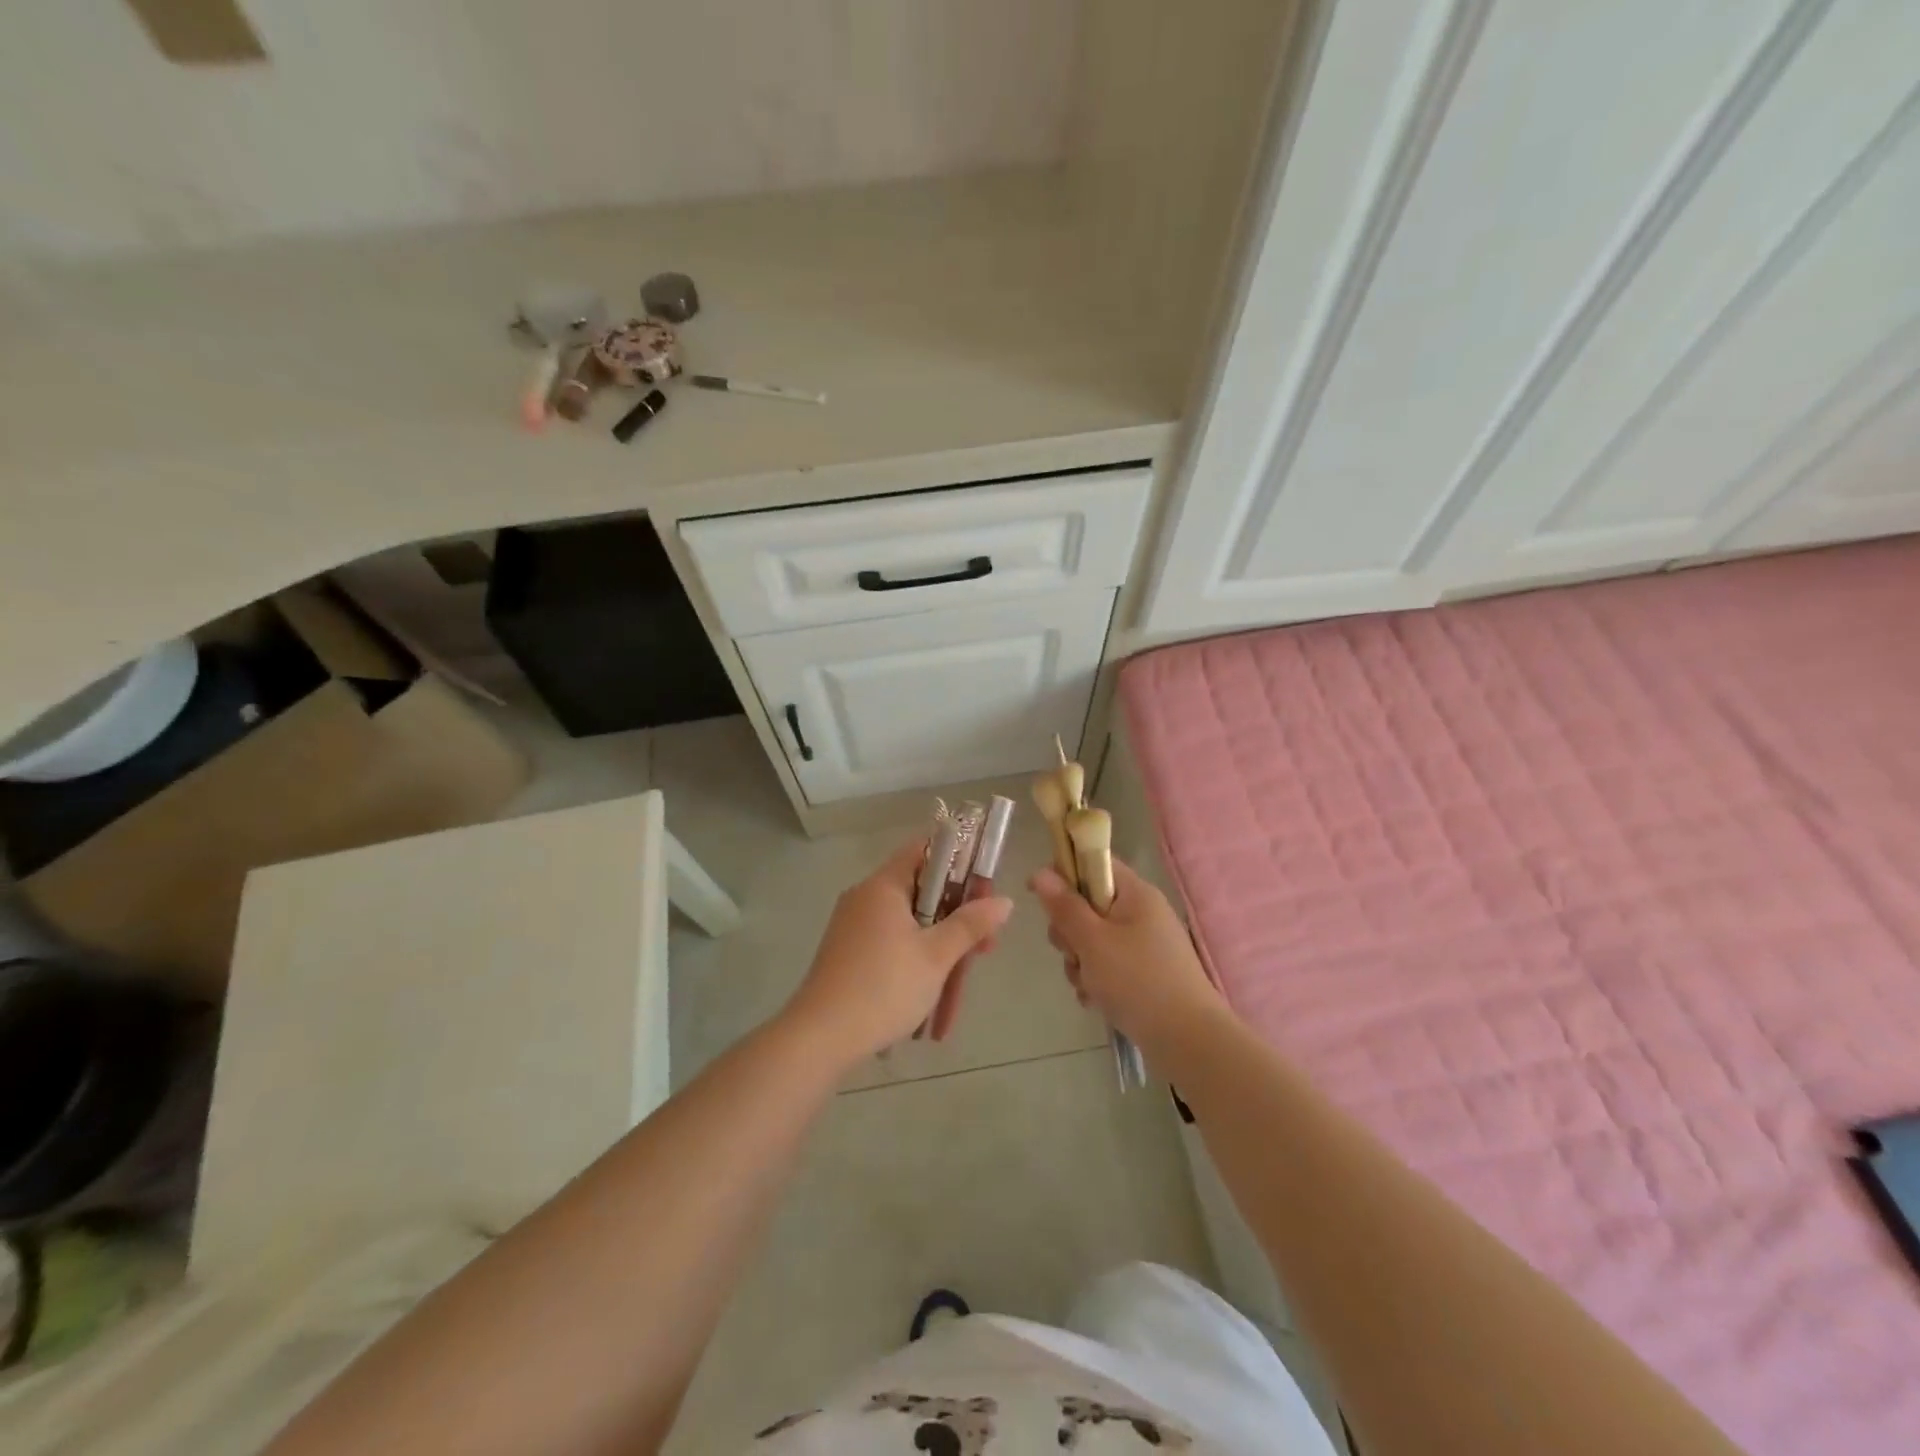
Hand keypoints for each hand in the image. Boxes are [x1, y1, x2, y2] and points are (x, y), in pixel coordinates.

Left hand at [784, 840, 1012, 1067]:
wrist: (821, 1038)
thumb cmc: (884, 987)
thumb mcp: (936, 956)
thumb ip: (971, 925)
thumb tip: (1005, 900)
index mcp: (884, 886)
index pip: (925, 850)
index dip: (959, 861)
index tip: (985, 888)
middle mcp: (866, 898)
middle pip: (922, 891)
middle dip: (957, 917)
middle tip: (984, 947)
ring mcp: (853, 927)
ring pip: (909, 924)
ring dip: (939, 948)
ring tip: (961, 983)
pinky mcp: (848, 955)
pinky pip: (891, 946)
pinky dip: (915, 963)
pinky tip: (931, 998)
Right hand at [1030, 857, 1225, 1053]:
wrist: (1189, 1041)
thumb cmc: (1138, 981)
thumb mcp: (1093, 942)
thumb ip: (1065, 907)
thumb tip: (1041, 872)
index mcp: (1135, 893)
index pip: (1093, 863)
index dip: (1064, 874)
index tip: (1041, 897)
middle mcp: (1141, 913)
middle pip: (1088, 905)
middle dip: (1070, 932)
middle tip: (1073, 952)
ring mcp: (1144, 945)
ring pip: (1092, 940)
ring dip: (1080, 962)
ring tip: (1089, 986)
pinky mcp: (1144, 973)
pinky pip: (1107, 965)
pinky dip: (1096, 981)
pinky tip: (1096, 1001)